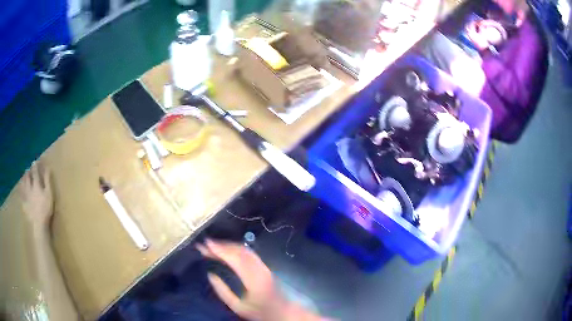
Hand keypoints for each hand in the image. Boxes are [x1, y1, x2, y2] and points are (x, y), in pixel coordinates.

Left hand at [21, 161, 53, 235]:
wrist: (38, 224)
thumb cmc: (45, 209)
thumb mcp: (49, 194)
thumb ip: (47, 181)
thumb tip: (47, 167)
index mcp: (36, 184)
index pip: (35, 172)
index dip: (35, 166)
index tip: (35, 161)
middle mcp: (29, 187)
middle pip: (27, 177)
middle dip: (28, 172)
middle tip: (28, 169)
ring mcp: (25, 196)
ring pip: (23, 184)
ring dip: (23, 179)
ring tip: (23, 177)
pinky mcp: (24, 204)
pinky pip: (21, 195)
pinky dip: (20, 190)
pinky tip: (20, 190)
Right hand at [197, 239, 286, 320]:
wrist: (283, 312)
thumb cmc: (259, 312)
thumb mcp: (238, 307)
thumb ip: (223, 292)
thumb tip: (210, 274)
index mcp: (254, 280)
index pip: (235, 259)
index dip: (220, 250)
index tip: (206, 244)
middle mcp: (261, 269)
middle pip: (239, 251)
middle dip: (221, 245)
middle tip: (205, 244)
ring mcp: (265, 266)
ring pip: (245, 250)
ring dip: (228, 246)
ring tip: (212, 246)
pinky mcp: (265, 266)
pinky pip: (249, 253)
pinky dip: (235, 249)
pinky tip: (226, 251)